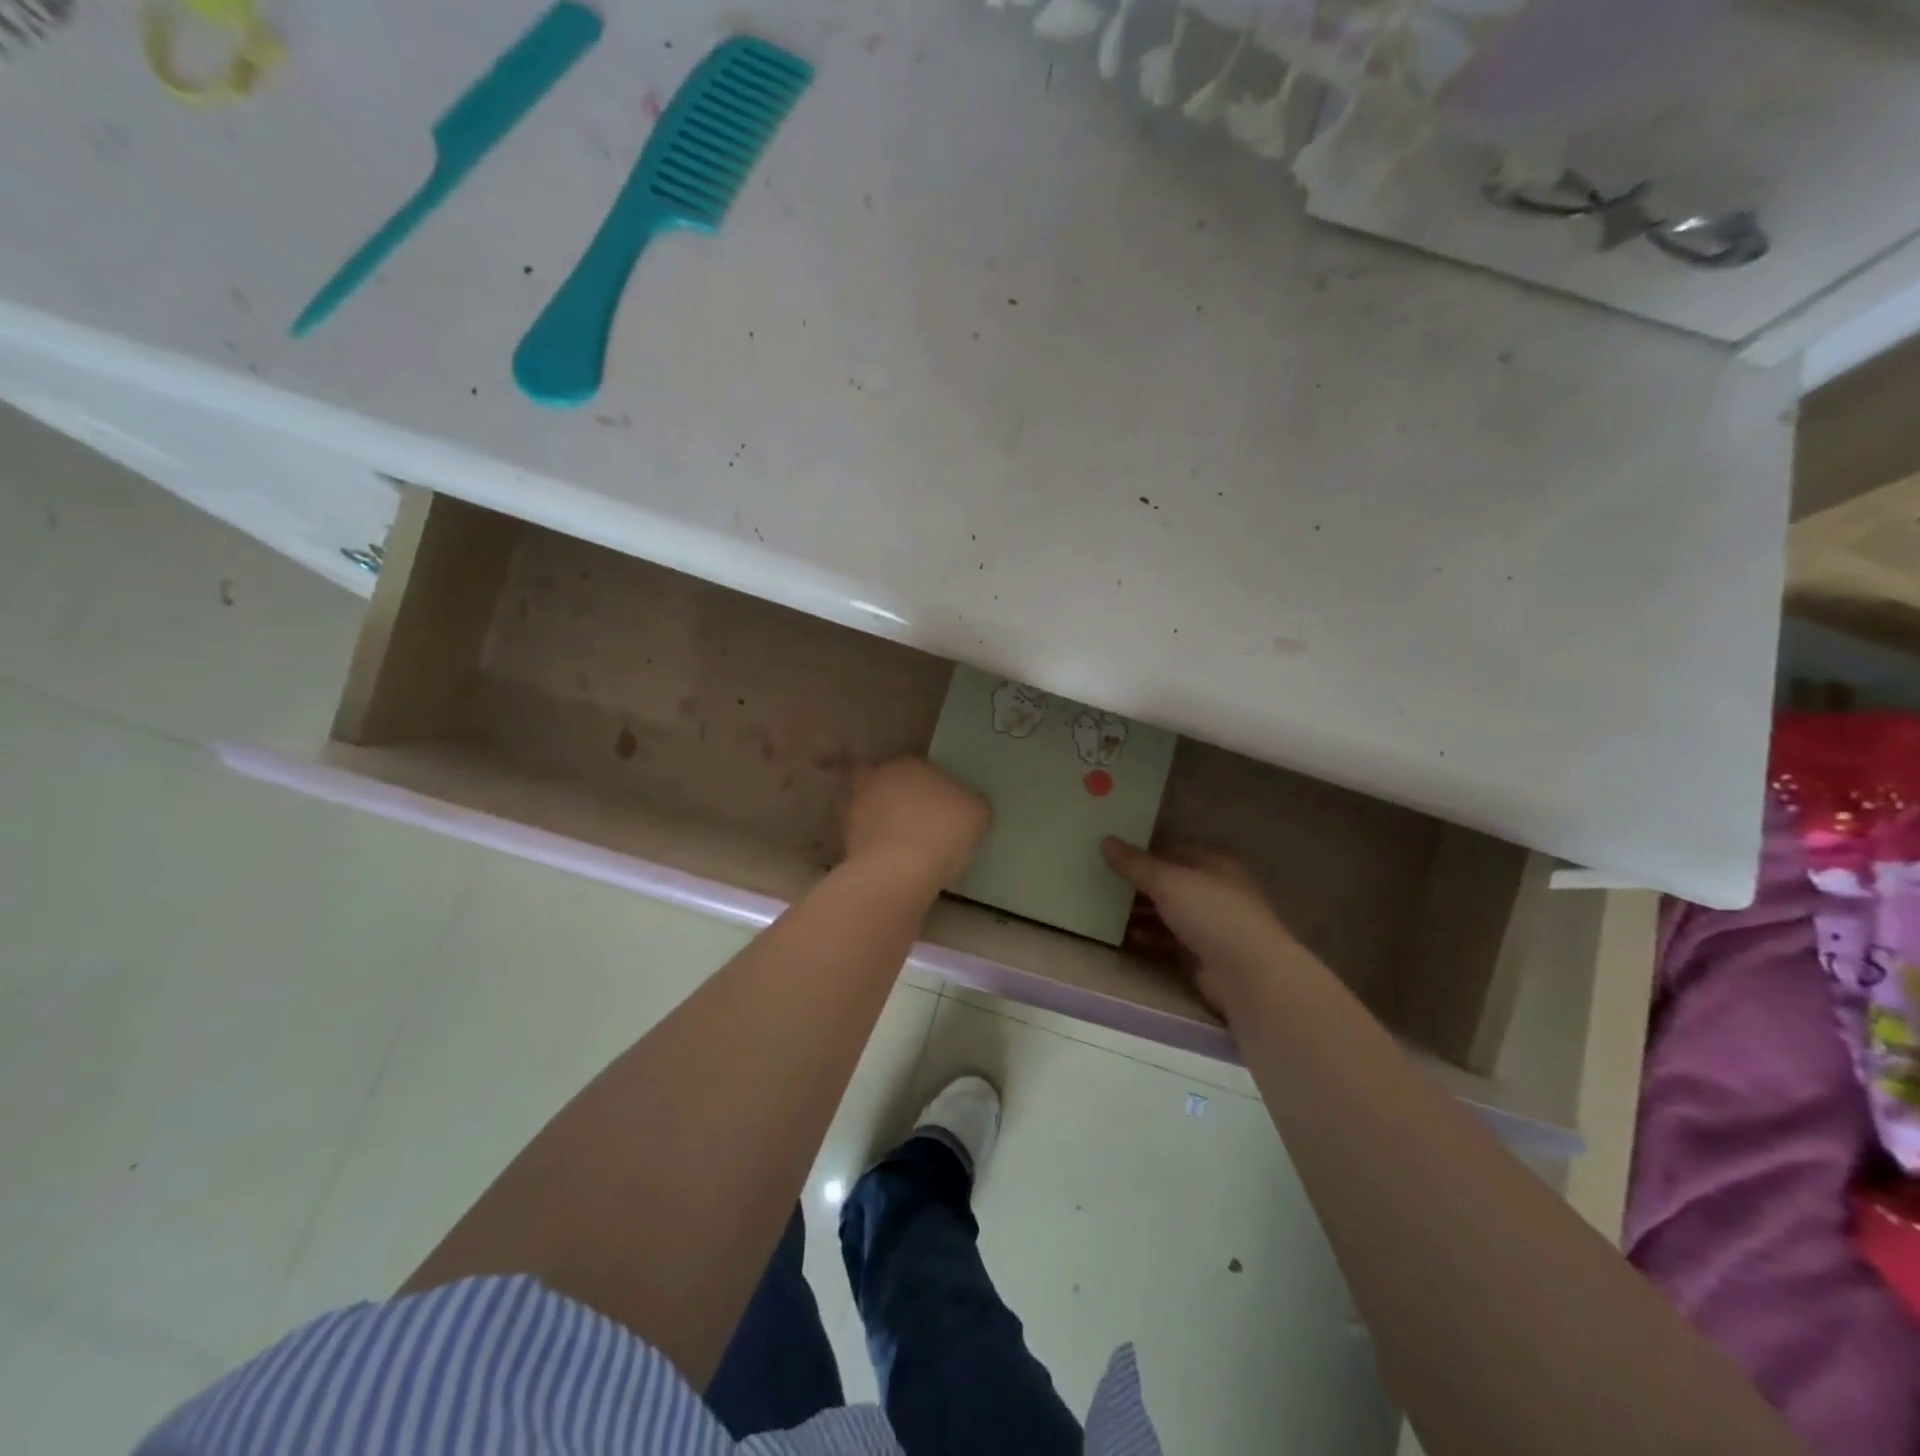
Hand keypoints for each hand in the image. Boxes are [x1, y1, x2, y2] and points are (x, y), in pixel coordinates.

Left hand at [842, 758, 990, 886]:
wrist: (897, 873)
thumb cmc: (942, 831)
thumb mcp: (978, 812)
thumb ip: (971, 802)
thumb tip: (966, 806)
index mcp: (908, 762)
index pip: (924, 771)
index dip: (937, 791)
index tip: (948, 813)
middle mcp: (876, 778)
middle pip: (895, 789)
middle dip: (907, 805)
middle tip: (928, 830)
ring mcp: (854, 809)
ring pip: (877, 815)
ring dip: (889, 828)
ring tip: (912, 853)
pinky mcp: (844, 841)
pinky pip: (869, 843)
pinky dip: (880, 851)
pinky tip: (897, 868)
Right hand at [1102, 838, 1295, 1011]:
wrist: (1248, 975)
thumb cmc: (1211, 913)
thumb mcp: (1168, 881)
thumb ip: (1135, 863)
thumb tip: (1105, 840)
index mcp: (1212, 861)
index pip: (1170, 847)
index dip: (1140, 849)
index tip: (1107, 852)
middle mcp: (1212, 887)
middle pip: (1166, 880)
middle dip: (1135, 882)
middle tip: (1098, 881)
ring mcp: (1208, 921)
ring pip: (1165, 910)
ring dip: (1138, 911)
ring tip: (1104, 909)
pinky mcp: (1201, 952)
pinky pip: (1167, 938)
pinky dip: (1148, 936)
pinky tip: (1125, 937)